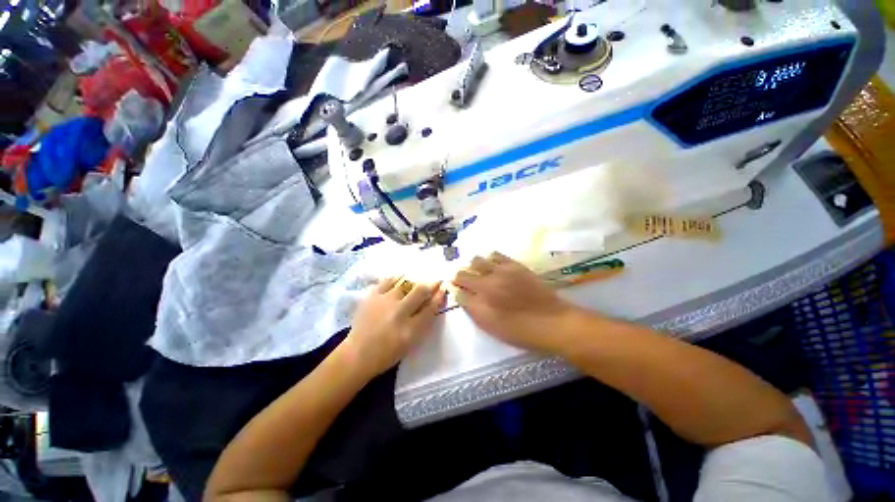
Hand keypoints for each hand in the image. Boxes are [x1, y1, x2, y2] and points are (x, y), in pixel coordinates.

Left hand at [343, 277, 444, 379]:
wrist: (358, 354)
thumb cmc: (387, 353)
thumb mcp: (411, 343)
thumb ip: (423, 323)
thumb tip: (433, 303)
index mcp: (410, 329)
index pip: (430, 308)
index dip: (439, 297)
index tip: (443, 289)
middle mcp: (399, 313)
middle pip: (420, 292)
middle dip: (431, 285)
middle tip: (435, 282)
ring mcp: (384, 302)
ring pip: (405, 283)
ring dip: (414, 282)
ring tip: (416, 283)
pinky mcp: (371, 297)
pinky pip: (388, 281)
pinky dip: (396, 278)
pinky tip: (400, 279)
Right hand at [453, 253, 576, 353]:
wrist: (553, 322)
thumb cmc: (519, 330)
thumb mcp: (491, 326)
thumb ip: (471, 308)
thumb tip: (458, 292)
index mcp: (481, 298)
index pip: (458, 286)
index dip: (454, 287)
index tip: (457, 289)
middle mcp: (487, 280)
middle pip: (464, 271)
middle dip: (461, 276)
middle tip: (467, 283)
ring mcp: (501, 270)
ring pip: (477, 260)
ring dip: (474, 267)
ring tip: (481, 274)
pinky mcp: (515, 265)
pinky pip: (495, 255)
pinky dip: (490, 260)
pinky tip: (494, 267)